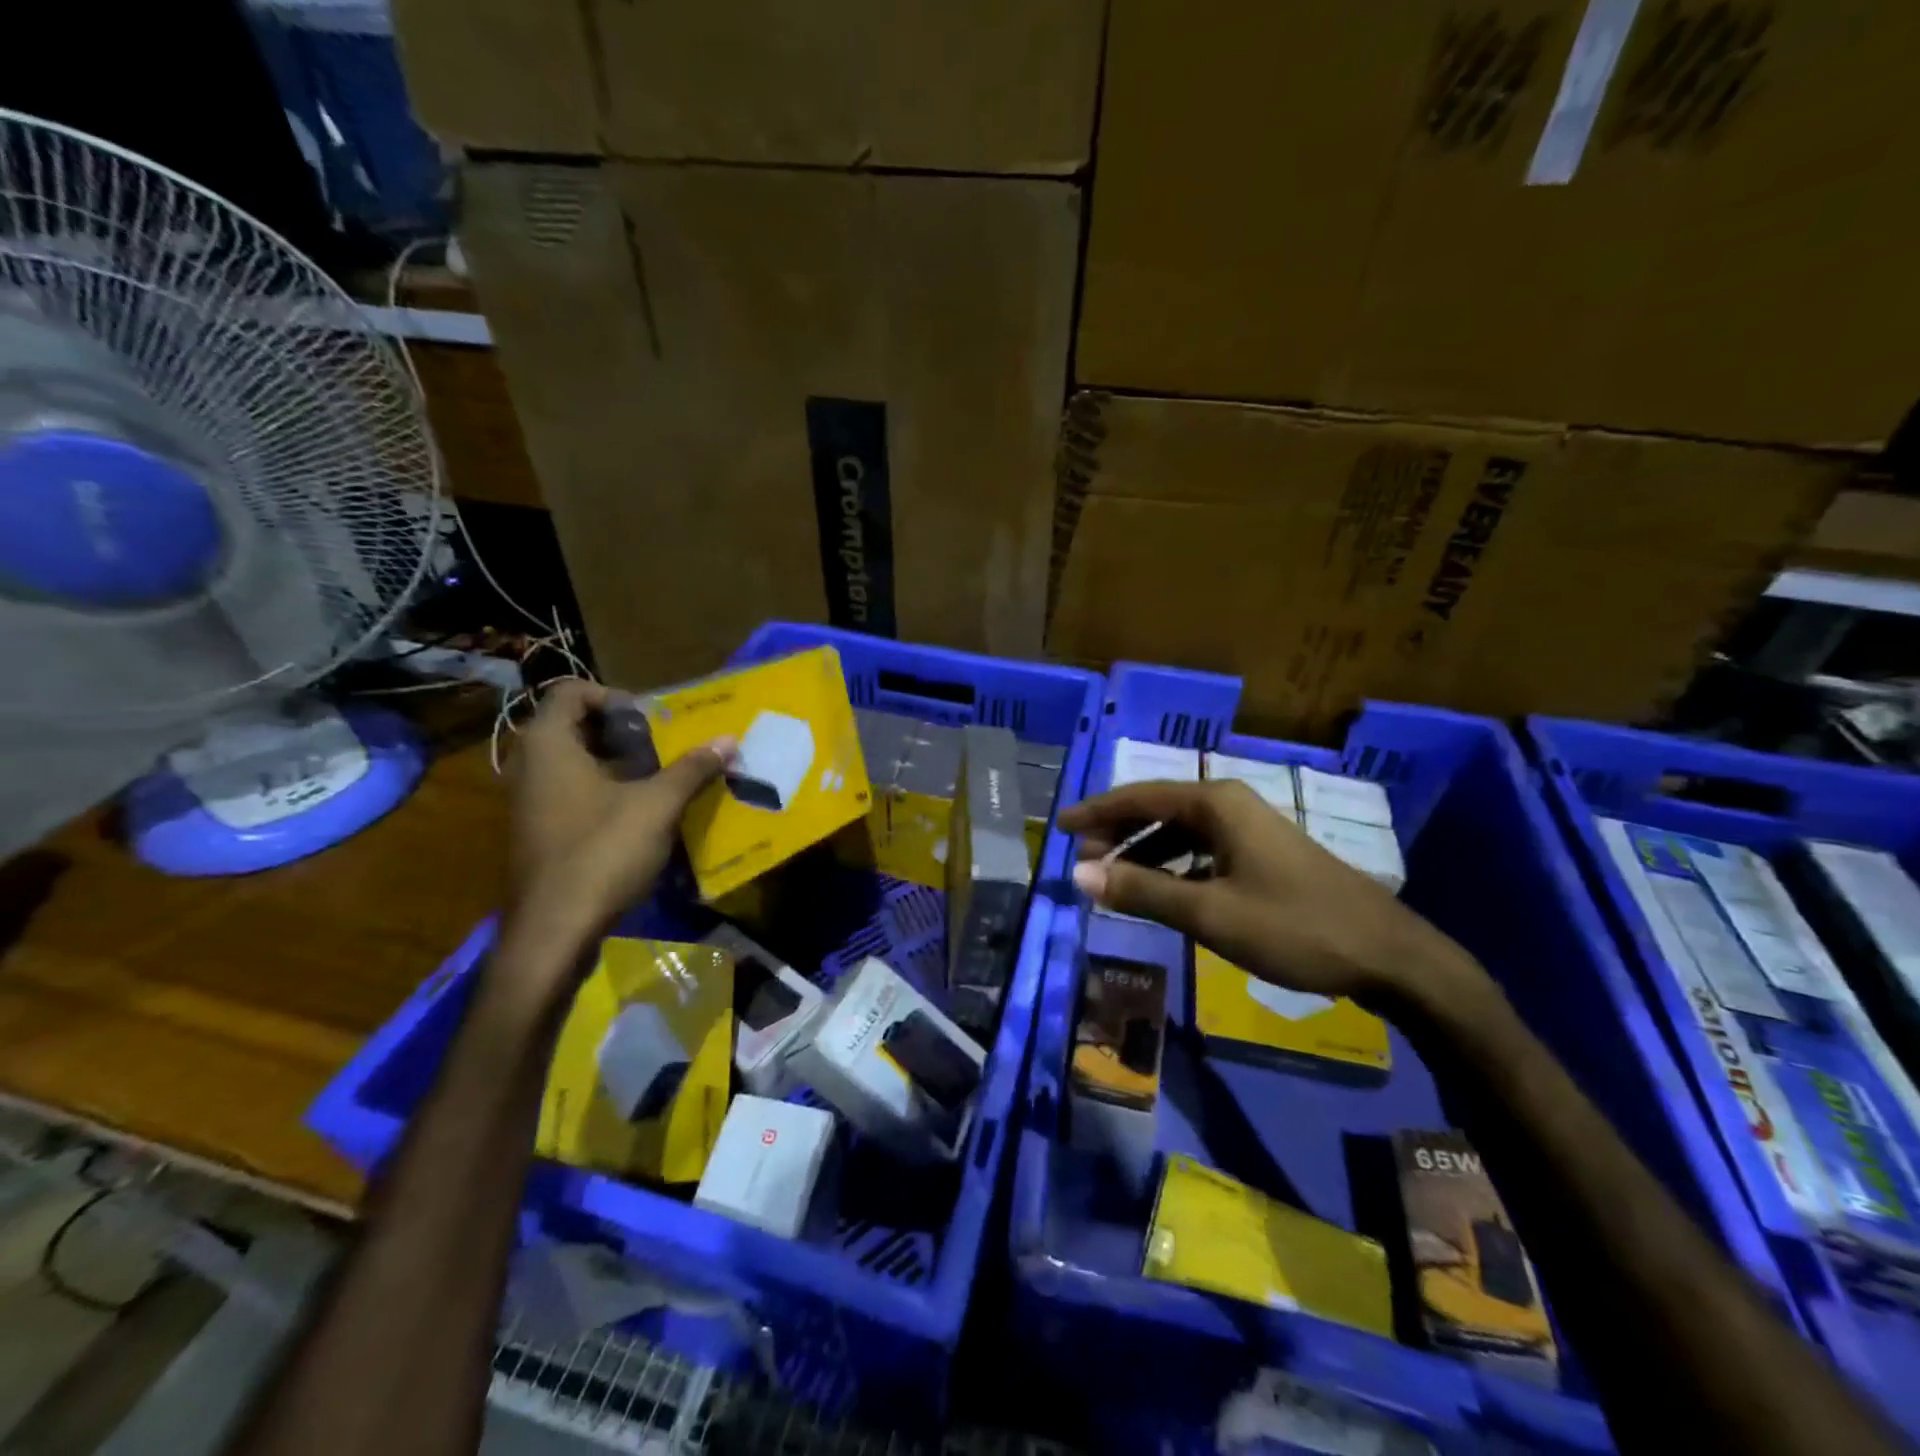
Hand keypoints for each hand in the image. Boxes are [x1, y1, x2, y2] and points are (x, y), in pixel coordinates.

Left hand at [505, 680, 732, 948]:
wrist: (554, 930)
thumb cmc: (602, 852)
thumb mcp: (657, 805)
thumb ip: (692, 769)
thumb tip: (729, 740)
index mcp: (548, 744)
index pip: (571, 691)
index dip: (615, 696)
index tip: (651, 722)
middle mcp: (528, 764)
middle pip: (574, 725)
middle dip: (622, 731)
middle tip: (663, 747)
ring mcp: (528, 800)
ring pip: (574, 761)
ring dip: (616, 762)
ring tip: (659, 778)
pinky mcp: (537, 830)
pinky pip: (570, 791)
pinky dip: (603, 790)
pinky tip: (639, 814)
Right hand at [1059, 779, 1483, 1008]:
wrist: (1390, 957)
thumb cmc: (1294, 927)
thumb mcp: (1209, 912)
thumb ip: (1142, 890)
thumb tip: (1079, 873)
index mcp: (1217, 804)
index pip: (1139, 796)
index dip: (1096, 811)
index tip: (1059, 826)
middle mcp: (1232, 806)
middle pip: (1159, 809)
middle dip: (1118, 832)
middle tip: (1082, 857)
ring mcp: (1252, 831)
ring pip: (1182, 832)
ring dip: (1145, 851)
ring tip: (1114, 877)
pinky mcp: (1265, 857)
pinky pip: (1203, 851)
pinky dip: (1175, 867)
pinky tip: (1164, 891)